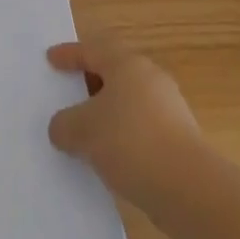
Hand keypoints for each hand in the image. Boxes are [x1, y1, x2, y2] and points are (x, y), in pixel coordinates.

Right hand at [47, 37, 207, 216]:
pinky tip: (108, 159)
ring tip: (84, 133)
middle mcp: (150, 79)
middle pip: (114, 73)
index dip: (69, 54)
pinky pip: (140, 129)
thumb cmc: (131, 142)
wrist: (189, 188)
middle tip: (67, 94)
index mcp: (127, 64)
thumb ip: (64, 124)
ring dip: (106, 114)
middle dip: (89, 83)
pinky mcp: (178, 140)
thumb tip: (62, 127)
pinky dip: (121, 137)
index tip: (51, 59)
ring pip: (128, 103)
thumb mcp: (83, 131)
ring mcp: (169, 110)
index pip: (92, 50)